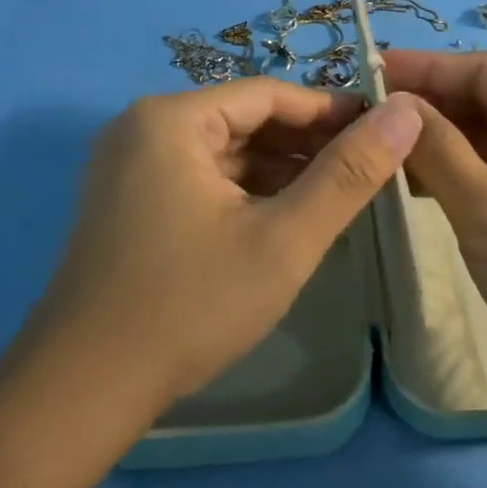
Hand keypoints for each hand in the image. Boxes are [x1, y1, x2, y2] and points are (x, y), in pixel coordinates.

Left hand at [19, 79, 424, 426]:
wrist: (80, 394)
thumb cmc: (188, 305)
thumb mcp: (284, 239)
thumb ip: (348, 174)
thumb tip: (405, 112)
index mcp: (172, 119)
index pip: (270, 94)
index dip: (331, 111)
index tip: (383, 133)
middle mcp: (143, 128)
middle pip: (245, 120)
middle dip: (307, 144)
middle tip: (367, 170)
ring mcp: (130, 167)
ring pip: (224, 153)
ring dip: (280, 171)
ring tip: (337, 197)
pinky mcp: (128, 203)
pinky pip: (201, 179)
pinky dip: (245, 193)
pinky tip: (284, 219)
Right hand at [384, 50, 486, 396]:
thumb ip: (437, 150)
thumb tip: (394, 104)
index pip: (481, 71)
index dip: (423, 67)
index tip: (366, 72)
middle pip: (483, 103)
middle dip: (425, 107)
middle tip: (361, 118)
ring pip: (485, 142)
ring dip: (436, 144)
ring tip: (376, 150)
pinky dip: (455, 175)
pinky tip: (411, 186)